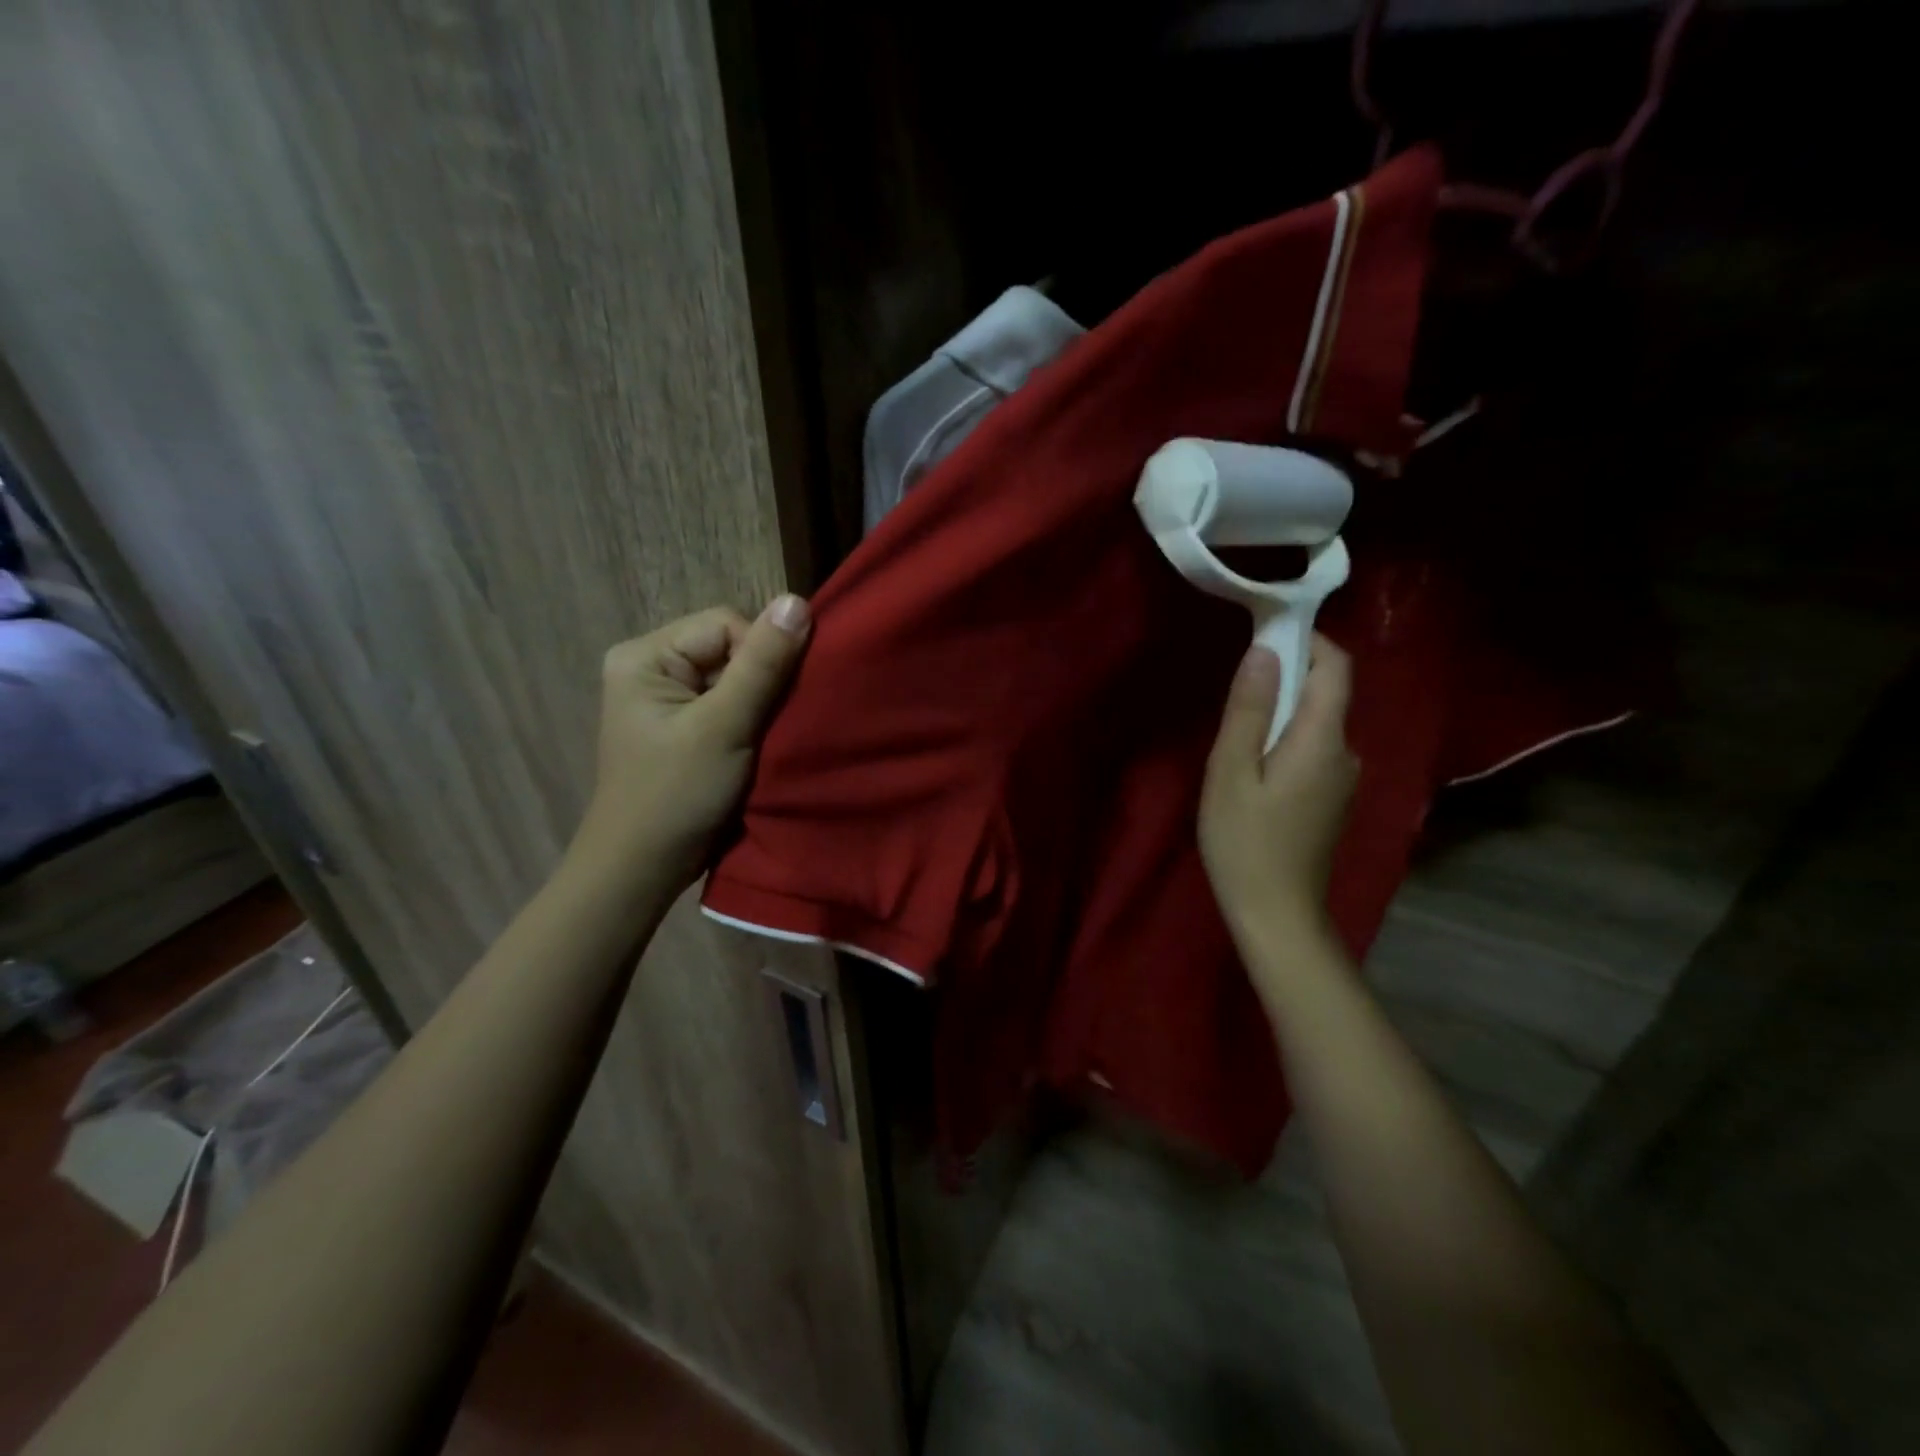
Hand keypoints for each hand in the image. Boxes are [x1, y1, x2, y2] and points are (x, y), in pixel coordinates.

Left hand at [574, 596, 810, 887]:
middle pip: (730, 648)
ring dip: (759, 704)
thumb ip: (762, 664)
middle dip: (760, 682)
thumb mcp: (724, 726)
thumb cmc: (677, 795)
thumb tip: (797, 600)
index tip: (774, 703)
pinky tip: (757, 745)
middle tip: (772, 724)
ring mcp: (666, 699)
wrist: (643, 869)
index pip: (725, 624)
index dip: (761, 655)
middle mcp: (651, 667)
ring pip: (734, 678)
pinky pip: (728, 704)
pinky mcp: (682, 726)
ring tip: (766, 738)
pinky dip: (750, 721)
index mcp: (645, 655)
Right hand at [1199, 636, 1358, 945]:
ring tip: (1235, 732)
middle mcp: (1346, 753)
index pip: (1335, 667)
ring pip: (1316, 725)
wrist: (1277, 916)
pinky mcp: (1332, 801)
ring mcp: (1343, 780)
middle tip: (1235, 687)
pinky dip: (1285, 740)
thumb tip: (1264, 650)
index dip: (1307, 639)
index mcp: (1323, 740)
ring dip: (1281, 712)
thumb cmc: (1245, 843)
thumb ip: (1248, 710)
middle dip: (1287, 675)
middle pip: (1326, 694)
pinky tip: (1252, 768)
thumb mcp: (1231, 772)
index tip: (1264, 633)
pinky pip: (1313, 751)